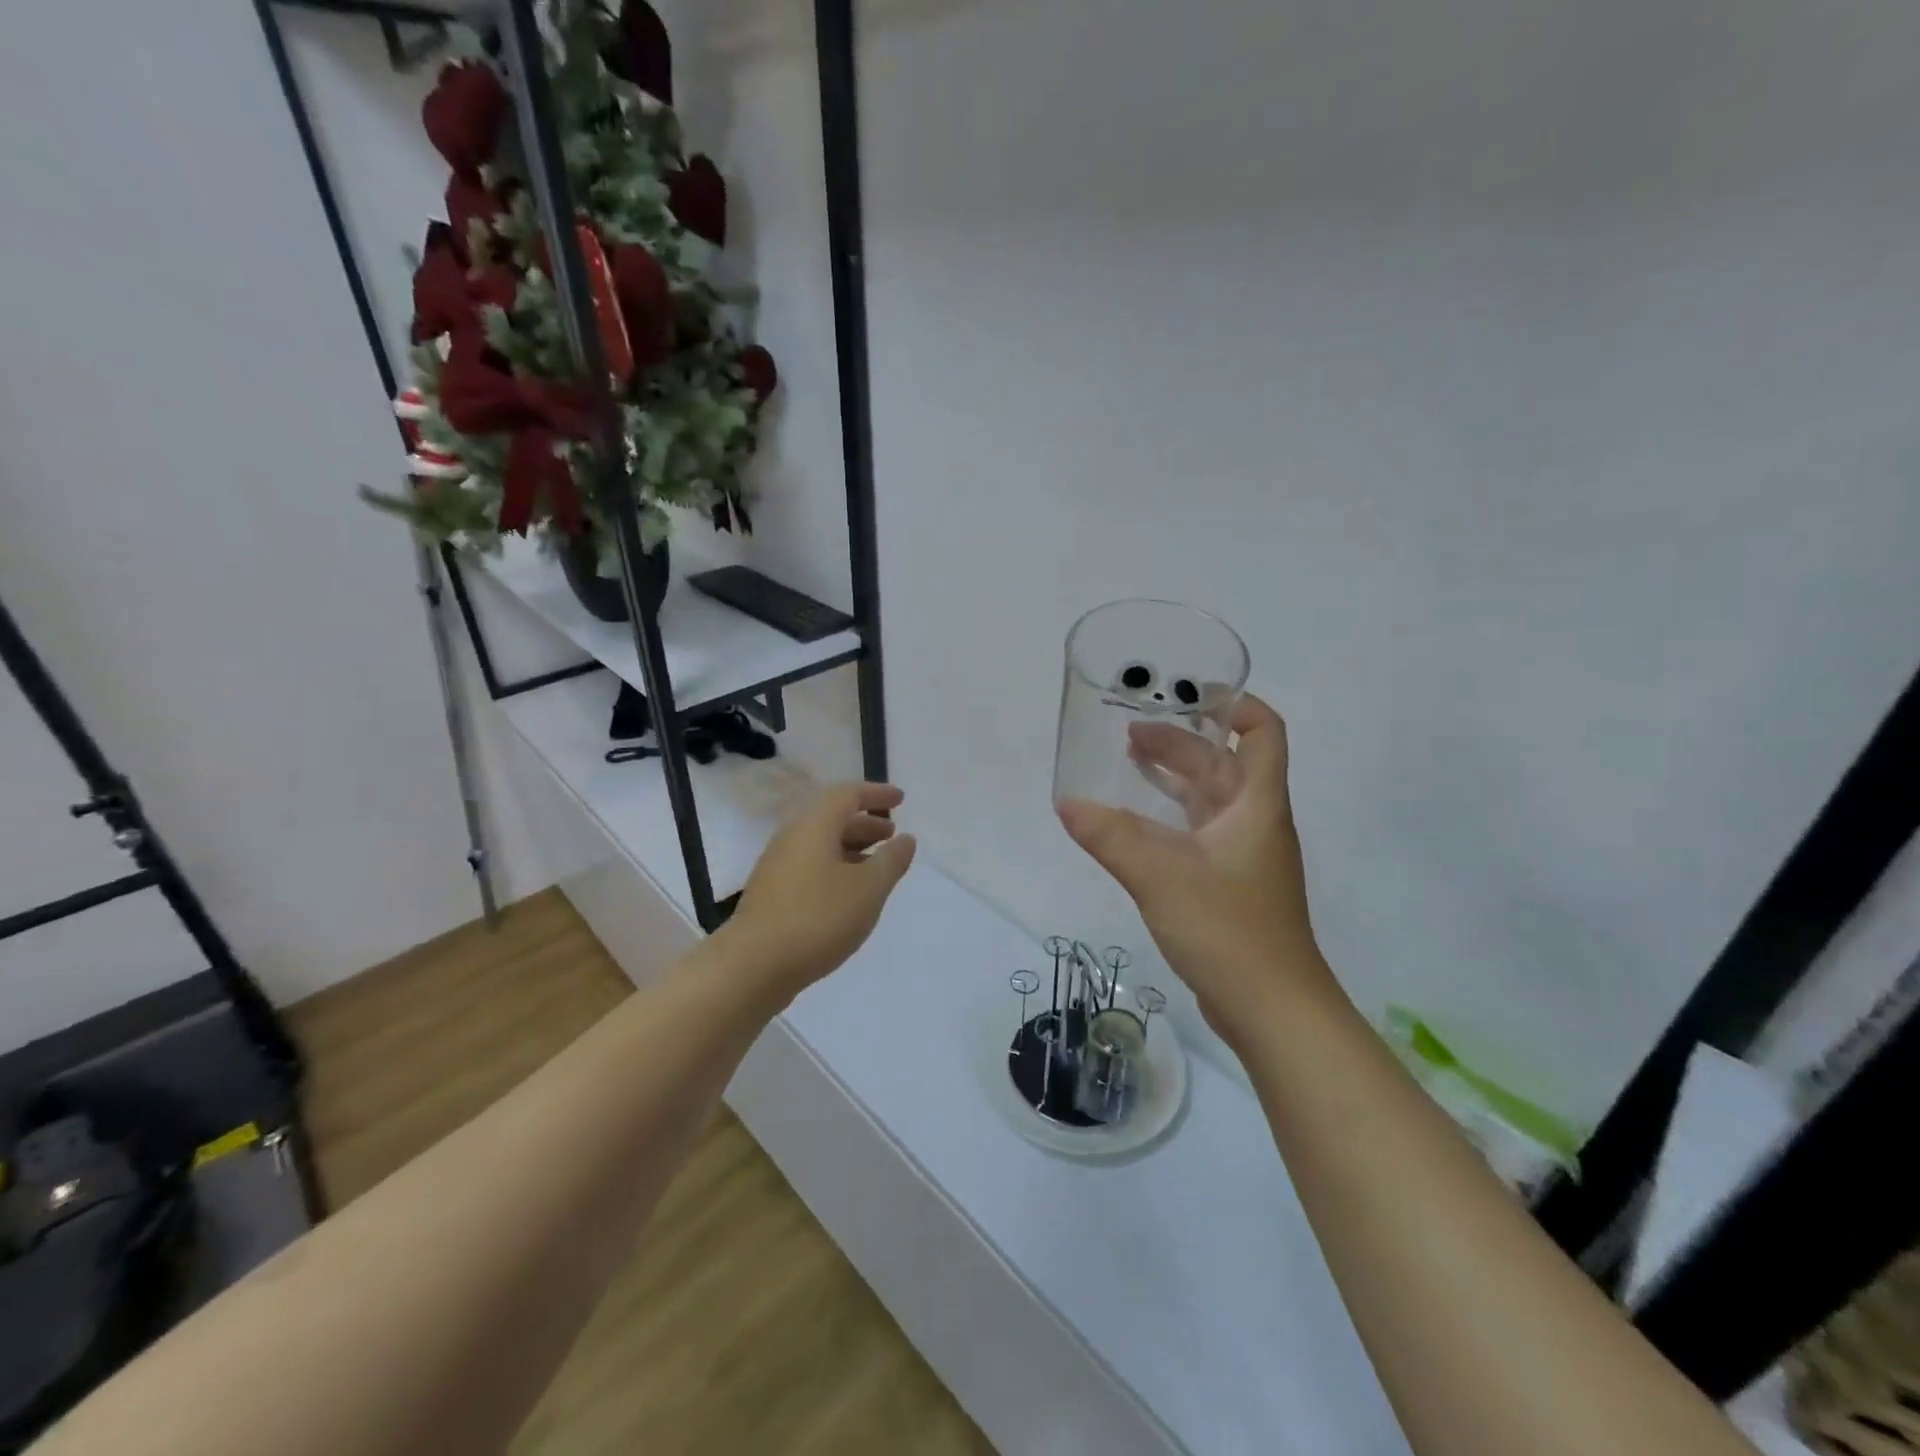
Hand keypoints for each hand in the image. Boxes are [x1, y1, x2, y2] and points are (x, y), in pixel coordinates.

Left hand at [721, 782, 917, 1002]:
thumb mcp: (868, 889)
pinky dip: (835, 869)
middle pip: (831, 818)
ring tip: (876, 867)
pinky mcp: (772, 893)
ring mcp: (777, 866)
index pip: (848, 795)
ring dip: (851, 848)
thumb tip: (905, 839)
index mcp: (814, 826)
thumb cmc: (818, 918)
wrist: (752, 966)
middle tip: (891, 835)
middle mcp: (792, 838)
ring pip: (820, 845)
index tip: (900, 800)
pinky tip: (848, 895)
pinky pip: (810, 866)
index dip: (876, 794)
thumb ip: (891, 861)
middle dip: (865, 823)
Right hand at [1056, 694, 1330, 1042]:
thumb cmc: (1228, 928)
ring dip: (1174, 776)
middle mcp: (1254, 822)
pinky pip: (1198, 832)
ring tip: (1128, 763)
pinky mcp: (1229, 885)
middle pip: (1224, 763)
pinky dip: (1169, 816)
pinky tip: (1134, 825)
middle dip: (1182, 741)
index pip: (1262, 733)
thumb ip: (1111, 836)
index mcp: (1256, 805)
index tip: (1193, 692)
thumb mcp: (1160, 875)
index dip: (1236, 705)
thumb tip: (1066, 803)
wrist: (1272, 1009)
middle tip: (1131, 732)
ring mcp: (1244, 856)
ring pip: (1209, 799)